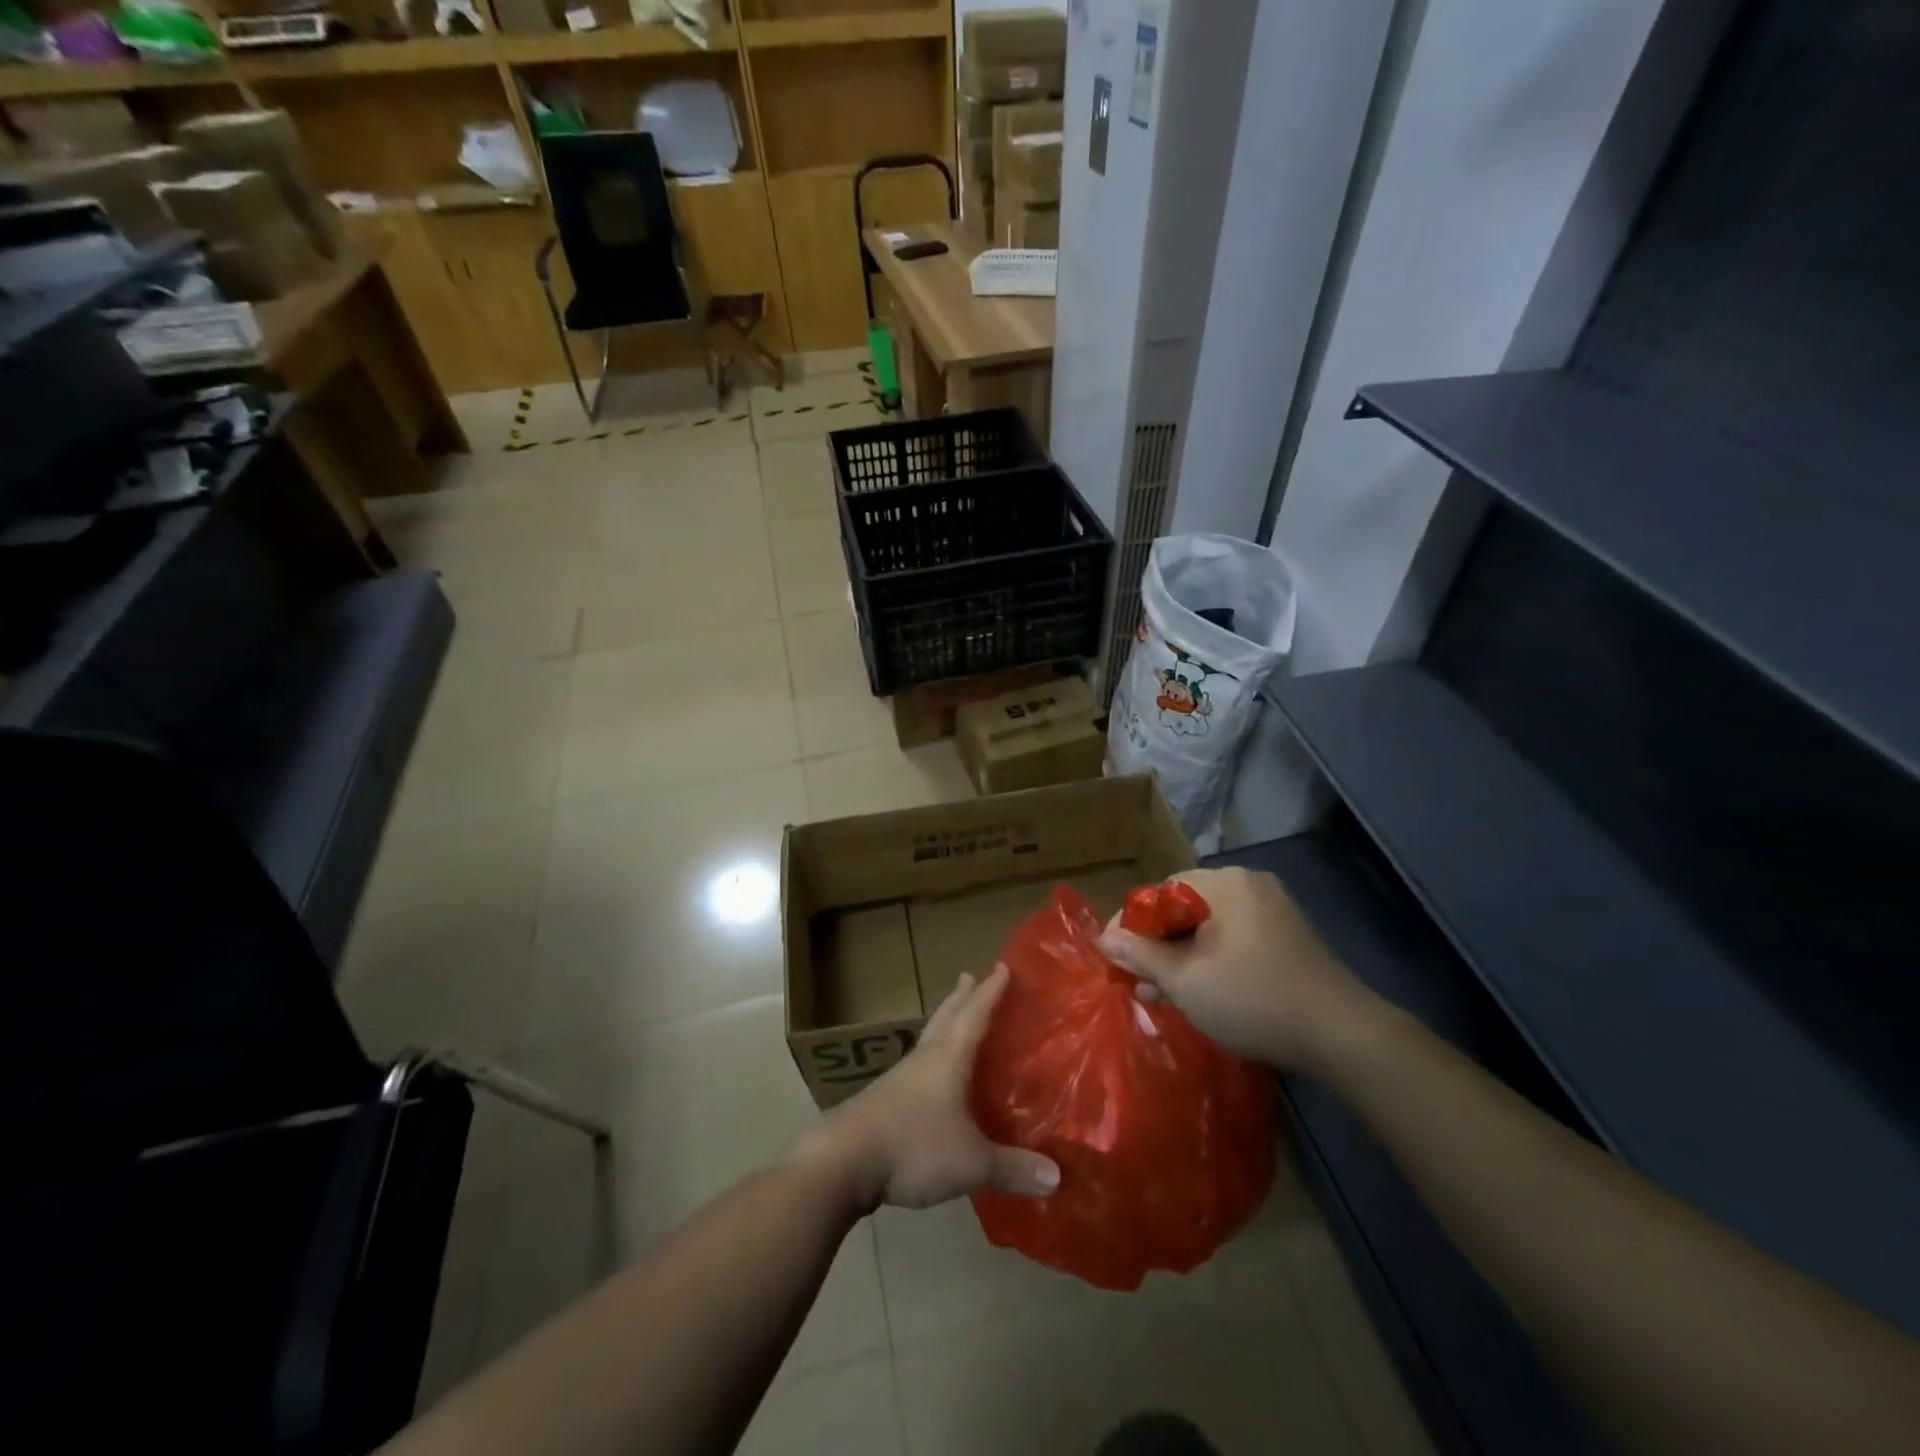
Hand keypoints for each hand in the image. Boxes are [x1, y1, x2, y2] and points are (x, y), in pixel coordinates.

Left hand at [790, 966, 1060, 1211]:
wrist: (843, 1160)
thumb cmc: (914, 1146)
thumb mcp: (971, 1161)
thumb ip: (1013, 1167)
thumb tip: (1057, 1177)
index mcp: (948, 1057)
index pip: (975, 1013)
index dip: (991, 991)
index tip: (1004, 967)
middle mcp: (925, 1058)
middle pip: (946, 1017)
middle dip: (962, 996)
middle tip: (971, 976)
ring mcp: (901, 1077)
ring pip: (929, 1038)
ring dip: (945, 1022)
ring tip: (955, 1016)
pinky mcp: (885, 1098)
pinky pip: (918, 1065)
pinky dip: (933, 1056)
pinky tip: (934, 1074)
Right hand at [1099, 867, 1376, 1072]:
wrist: (1342, 1033)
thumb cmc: (1253, 999)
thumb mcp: (1185, 980)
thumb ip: (1140, 954)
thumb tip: (1104, 938)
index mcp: (1223, 883)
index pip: (1158, 893)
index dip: (1131, 925)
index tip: (1113, 958)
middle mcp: (1248, 884)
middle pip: (1183, 907)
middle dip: (1156, 945)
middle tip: (1138, 981)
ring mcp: (1272, 908)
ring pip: (1208, 925)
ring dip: (1181, 956)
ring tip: (1162, 994)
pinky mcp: (1287, 934)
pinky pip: (1234, 936)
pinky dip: (1211, 958)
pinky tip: (1200, 990)